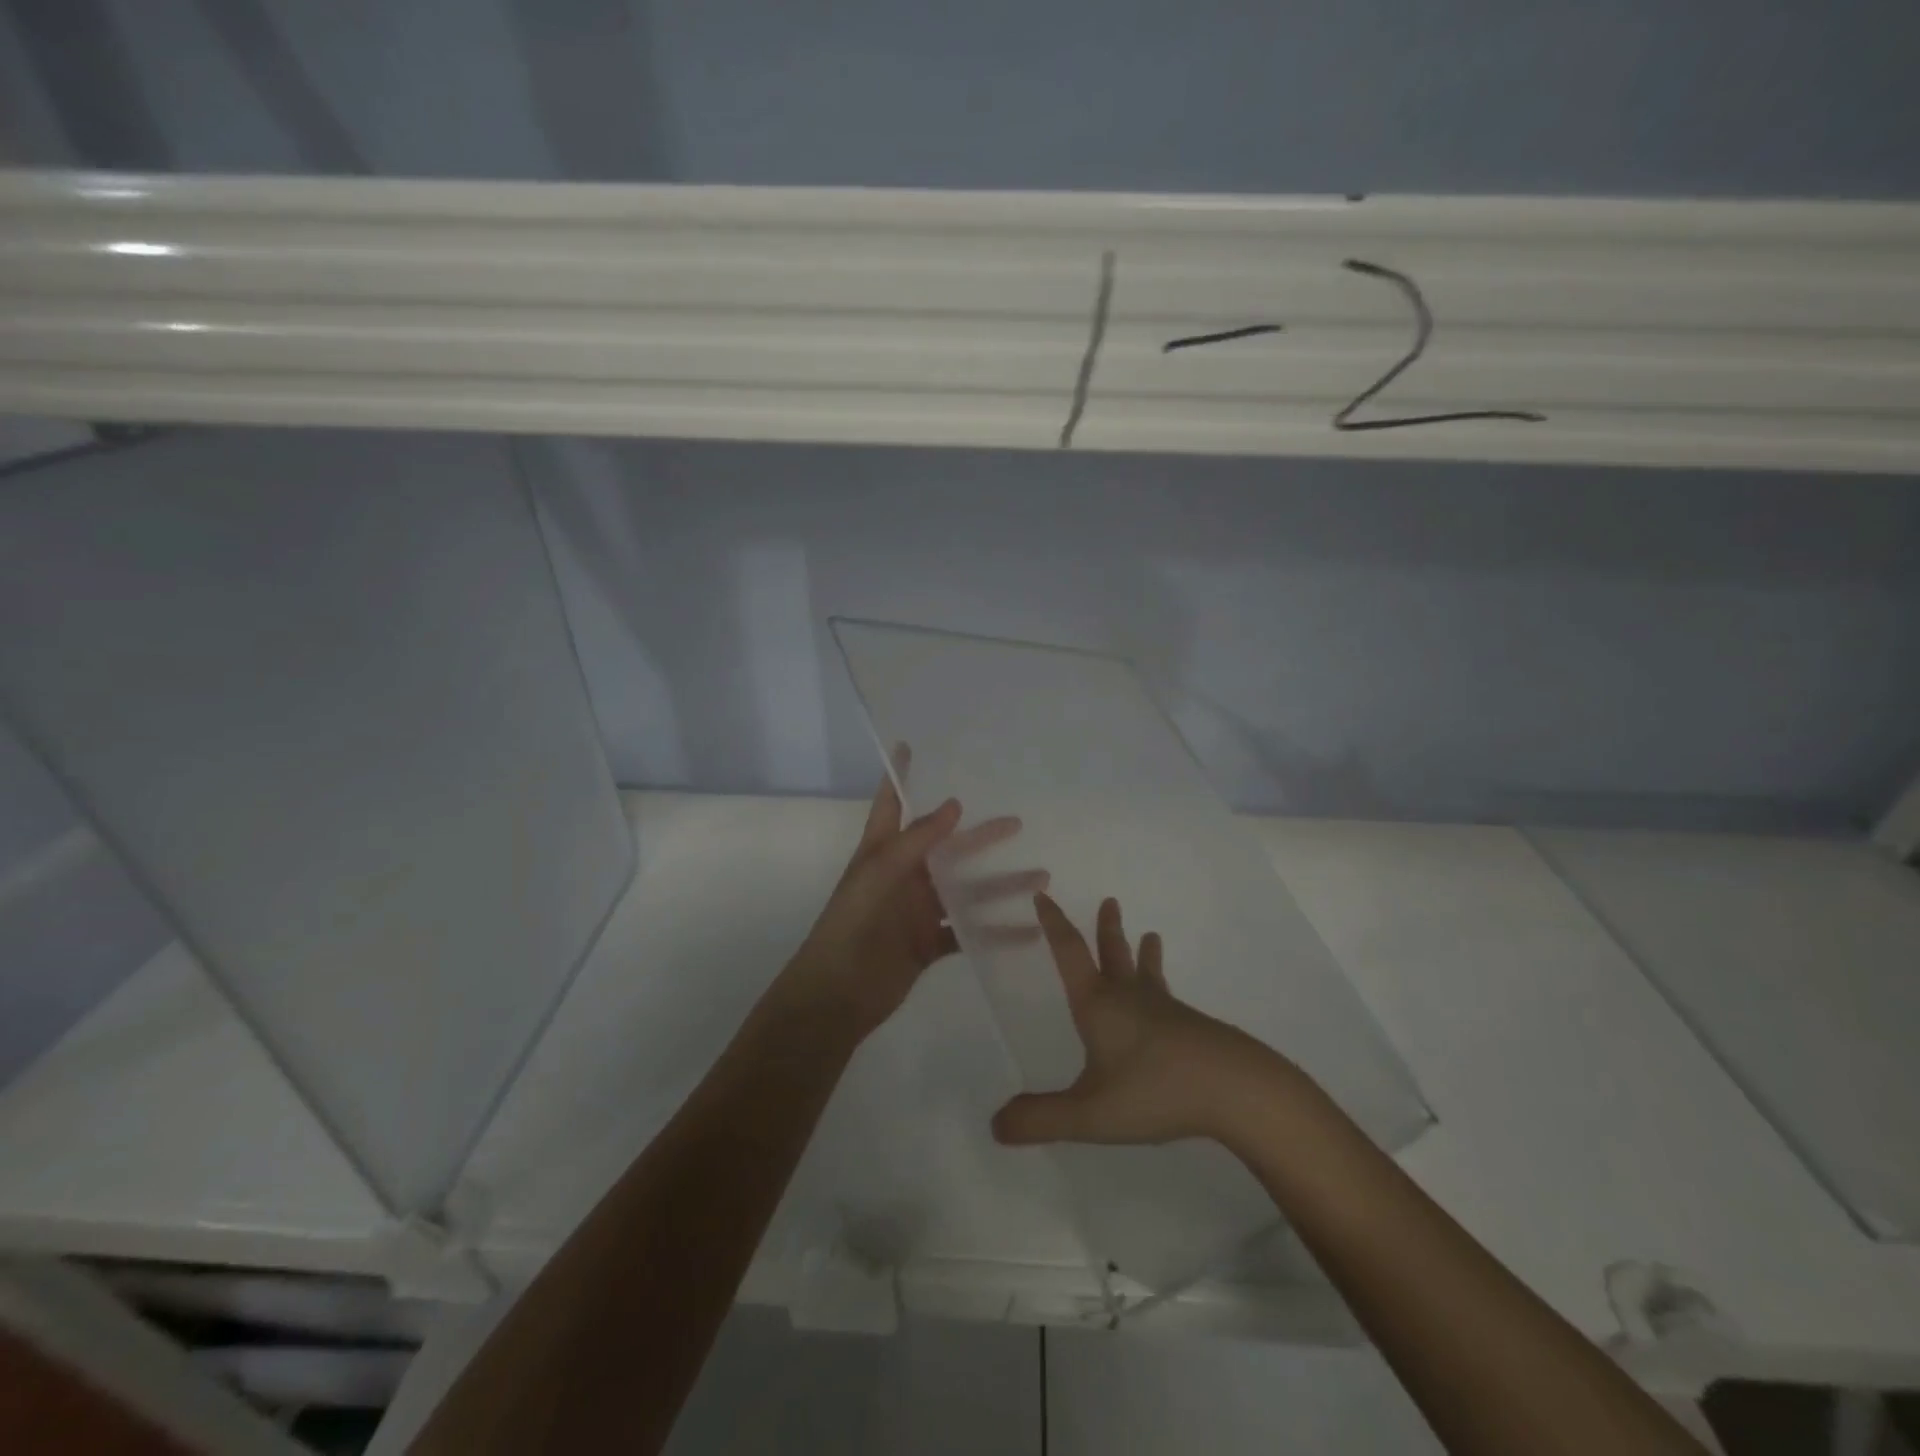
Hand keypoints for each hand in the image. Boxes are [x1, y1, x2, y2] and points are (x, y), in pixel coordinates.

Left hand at [785, 767, 1040, 1040]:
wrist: (838, 994)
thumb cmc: (853, 925)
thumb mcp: (881, 874)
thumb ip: (918, 840)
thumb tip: (954, 805)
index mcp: (883, 851)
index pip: (891, 803)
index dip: (898, 774)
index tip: (909, 745)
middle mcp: (904, 875)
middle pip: (948, 848)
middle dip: (981, 836)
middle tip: (1017, 822)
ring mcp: (919, 910)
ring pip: (967, 891)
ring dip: (1001, 885)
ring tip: (1041, 879)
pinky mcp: (930, 943)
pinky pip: (970, 932)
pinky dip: (997, 931)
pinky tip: (1029, 930)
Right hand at [992, 894, 1279, 1146]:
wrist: (1235, 1089)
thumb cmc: (1154, 1090)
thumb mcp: (1089, 1113)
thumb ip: (1041, 1118)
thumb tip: (995, 1124)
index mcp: (1098, 1005)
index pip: (1069, 952)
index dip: (1053, 923)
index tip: (1043, 896)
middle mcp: (1129, 997)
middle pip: (1113, 953)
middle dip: (1106, 928)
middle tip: (1110, 901)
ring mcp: (1164, 1010)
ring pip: (1146, 972)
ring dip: (1142, 952)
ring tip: (1151, 935)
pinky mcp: (1191, 1027)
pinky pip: (1168, 998)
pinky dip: (1162, 986)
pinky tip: (1172, 1004)